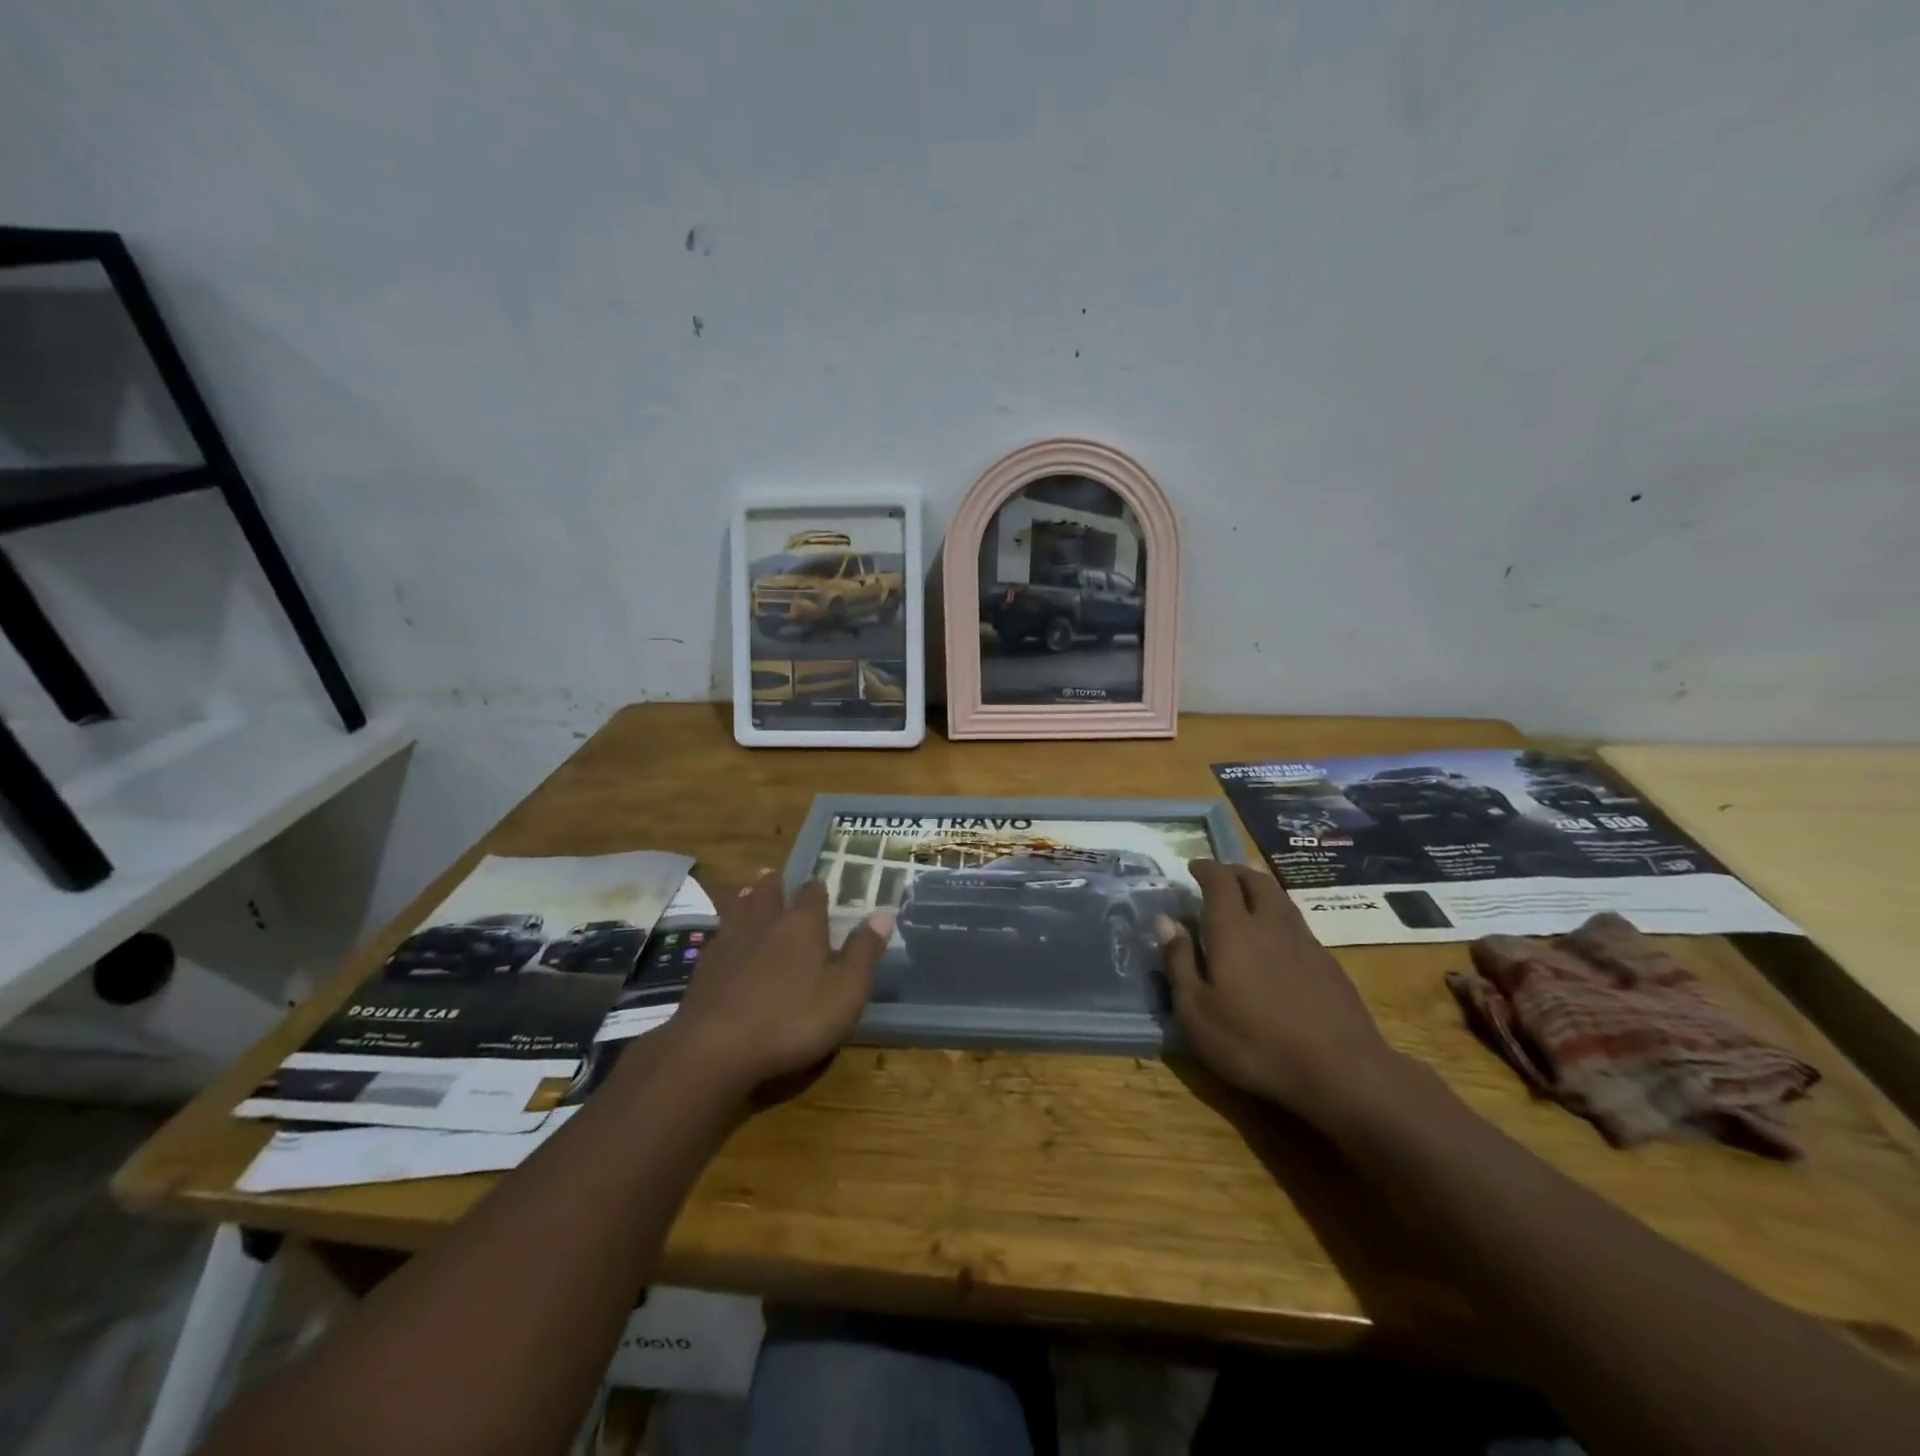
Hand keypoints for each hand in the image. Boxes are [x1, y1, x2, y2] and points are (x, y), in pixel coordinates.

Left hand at [656, 872, 888, 1100]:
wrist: (716, 1048)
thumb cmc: (793, 1018)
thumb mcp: (846, 990)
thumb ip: (865, 951)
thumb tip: (885, 912)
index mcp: (802, 924)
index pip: (812, 893)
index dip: (818, 888)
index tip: (820, 884)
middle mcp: (765, 922)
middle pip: (768, 892)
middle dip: (774, 884)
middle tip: (774, 876)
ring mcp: (729, 942)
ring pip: (737, 908)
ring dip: (744, 899)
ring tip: (746, 892)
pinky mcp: (704, 967)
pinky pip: (716, 937)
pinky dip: (723, 931)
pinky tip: (722, 939)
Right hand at [1159, 861, 1409, 1130]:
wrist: (1342, 1072)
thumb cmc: (1255, 1043)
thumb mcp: (1197, 1012)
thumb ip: (1179, 962)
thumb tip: (1166, 921)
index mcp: (1233, 930)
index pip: (1220, 881)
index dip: (1205, 869)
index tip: (1193, 867)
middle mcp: (1270, 925)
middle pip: (1255, 880)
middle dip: (1234, 872)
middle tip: (1219, 877)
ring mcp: (1304, 942)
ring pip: (1280, 899)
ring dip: (1259, 888)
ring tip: (1246, 897)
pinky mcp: (1329, 964)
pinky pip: (1297, 923)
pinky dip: (1278, 916)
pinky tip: (1275, 939)